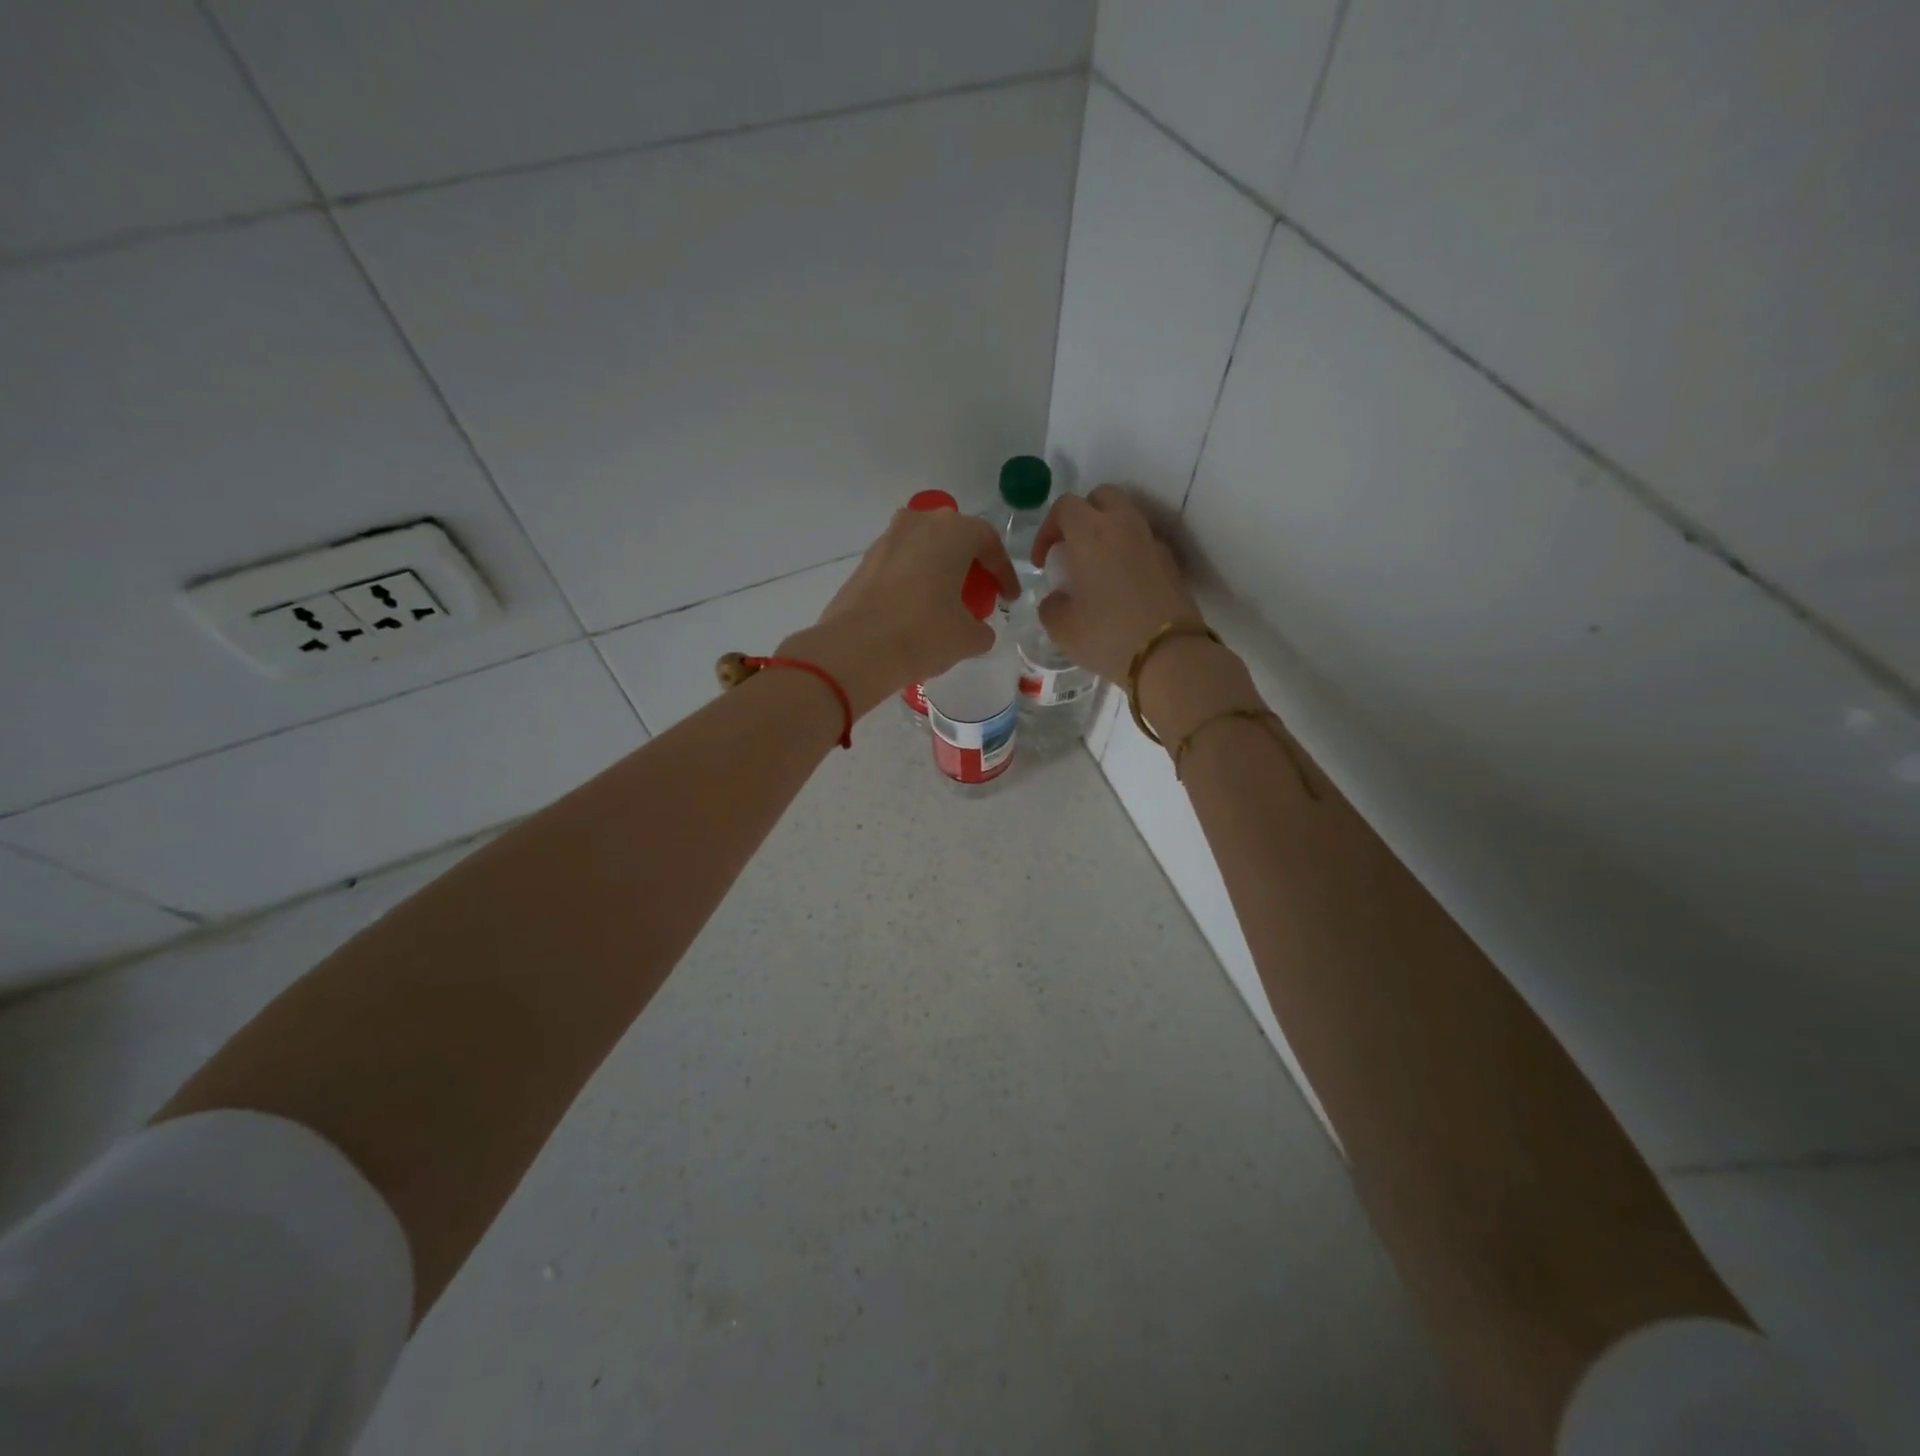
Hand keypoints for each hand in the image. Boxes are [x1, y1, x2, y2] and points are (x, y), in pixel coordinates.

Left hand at [779, 506, 1018, 716]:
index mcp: (952, 531)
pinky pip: (902, 564)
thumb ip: (983, 629)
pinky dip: (915, 580)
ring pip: (925, 548)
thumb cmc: (923, 634)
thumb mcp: (968, 638)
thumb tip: (978, 630)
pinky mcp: (865, 561)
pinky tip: (917, 610)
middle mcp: (919, 523)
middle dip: (970, 564)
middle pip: (954, 538)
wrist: (855, 650)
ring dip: (940, 570)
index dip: (1004, 572)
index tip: (1009, 598)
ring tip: (947, 603)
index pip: (989, 542)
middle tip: (979, 595)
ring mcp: (887, 539)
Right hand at [1028, 486, 1204, 681]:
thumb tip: (1057, 599)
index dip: (1048, 529)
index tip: (1043, 561)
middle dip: (1082, 516)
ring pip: (1126, 517)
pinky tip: (1122, 586)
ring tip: (1096, 568)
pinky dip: (1129, 553)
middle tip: (1071, 550)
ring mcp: (1152, 542)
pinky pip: (1143, 543)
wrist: (1169, 655)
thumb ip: (1051, 606)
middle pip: (1101, 497)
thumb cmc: (1107, 636)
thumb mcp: (1062, 628)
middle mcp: (1124, 526)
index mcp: (1091, 534)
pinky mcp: (1171, 562)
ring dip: (1107, 533)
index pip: (1065, 507)